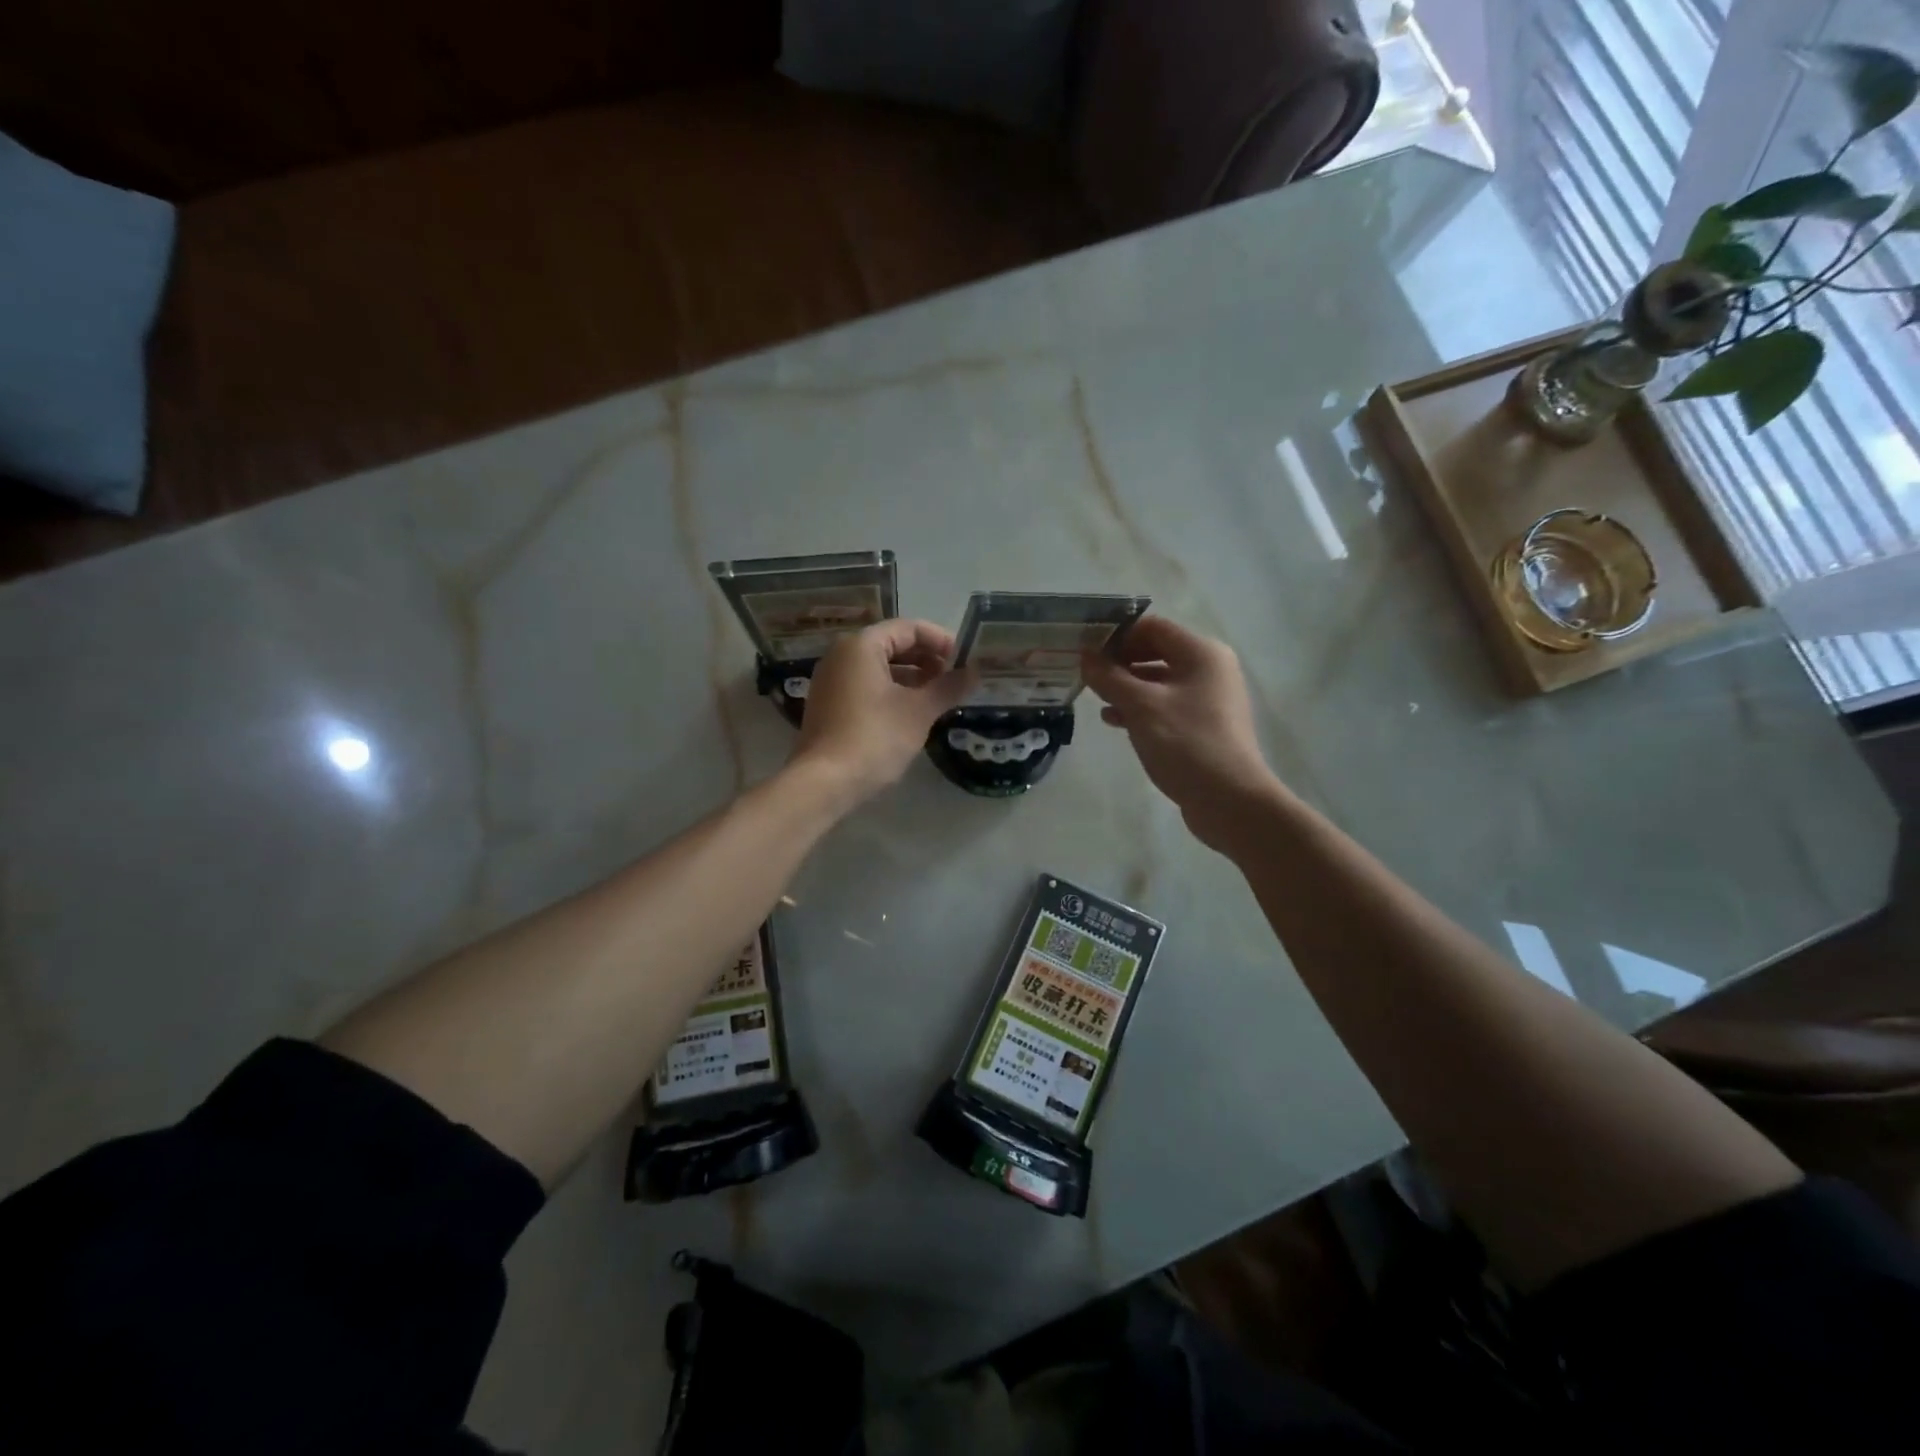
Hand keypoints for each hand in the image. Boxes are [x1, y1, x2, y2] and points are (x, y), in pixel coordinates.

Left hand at [790, 619, 973, 807]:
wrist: (824, 782)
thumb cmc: (875, 737)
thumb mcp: (919, 711)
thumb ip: (948, 687)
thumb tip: (975, 672)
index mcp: (861, 645)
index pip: (908, 628)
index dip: (941, 641)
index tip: (965, 660)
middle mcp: (841, 655)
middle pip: (892, 645)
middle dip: (927, 659)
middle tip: (955, 679)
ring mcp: (831, 680)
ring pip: (880, 667)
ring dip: (912, 678)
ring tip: (939, 697)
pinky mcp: (829, 705)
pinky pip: (866, 686)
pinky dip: (892, 691)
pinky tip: (912, 713)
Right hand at [1082, 617, 1284, 852]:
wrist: (1229, 800)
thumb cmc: (1185, 743)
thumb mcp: (1140, 706)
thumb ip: (1109, 677)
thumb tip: (1085, 655)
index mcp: (1201, 653)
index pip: (1153, 627)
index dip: (1118, 634)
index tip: (1086, 649)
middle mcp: (1210, 669)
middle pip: (1157, 652)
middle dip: (1120, 661)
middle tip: (1087, 673)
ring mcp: (1209, 699)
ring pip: (1159, 681)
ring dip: (1127, 687)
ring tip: (1095, 698)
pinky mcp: (1203, 726)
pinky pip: (1166, 706)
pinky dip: (1140, 709)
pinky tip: (1114, 721)